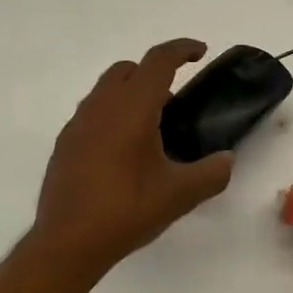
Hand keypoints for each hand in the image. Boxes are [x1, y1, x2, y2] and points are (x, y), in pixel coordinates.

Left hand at [33, 39, 234, 268]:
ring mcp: (77, 125)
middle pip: (127, 70)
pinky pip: (92, 114)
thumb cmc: (127, 211)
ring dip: (130, 94)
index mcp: (131, 109)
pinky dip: (112, 115)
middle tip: (175, 101)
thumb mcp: (180, 195)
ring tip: (152, 129)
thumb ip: (212, 173)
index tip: (200, 52)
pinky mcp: (65, 144)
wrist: (68, 243)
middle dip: (154, 72)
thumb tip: (227, 160)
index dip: (181, 49)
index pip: (158, 61)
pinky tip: (123, 152)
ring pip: (106, 90)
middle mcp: (101, 107)